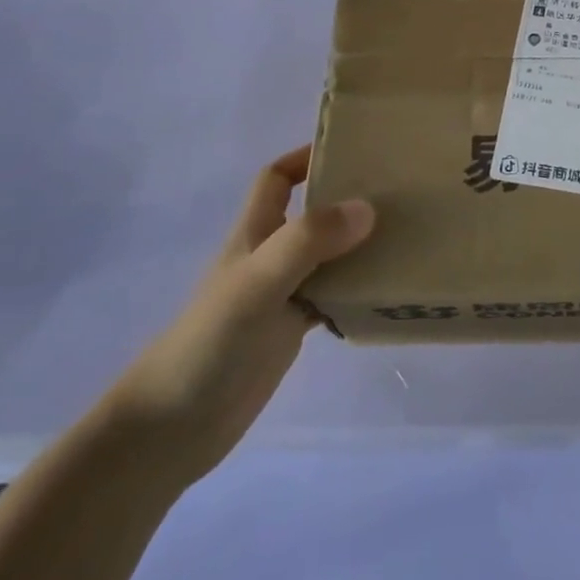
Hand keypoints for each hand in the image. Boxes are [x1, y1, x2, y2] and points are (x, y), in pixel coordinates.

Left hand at [103, 147, 373, 486]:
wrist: (172, 429)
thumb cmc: (209, 342)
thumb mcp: (258, 281)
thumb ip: (309, 240)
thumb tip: (368, 208)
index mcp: (255, 232)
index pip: (278, 178)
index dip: (307, 157)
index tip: (353, 149)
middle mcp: (270, 256)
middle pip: (312, 212)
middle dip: (349, 196)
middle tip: (399, 189)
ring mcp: (282, 294)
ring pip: (329, 255)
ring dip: (361, 244)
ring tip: (408, 233)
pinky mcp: (292, 330)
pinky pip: (334, 297)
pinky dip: (358, 290)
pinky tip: (388, 290)